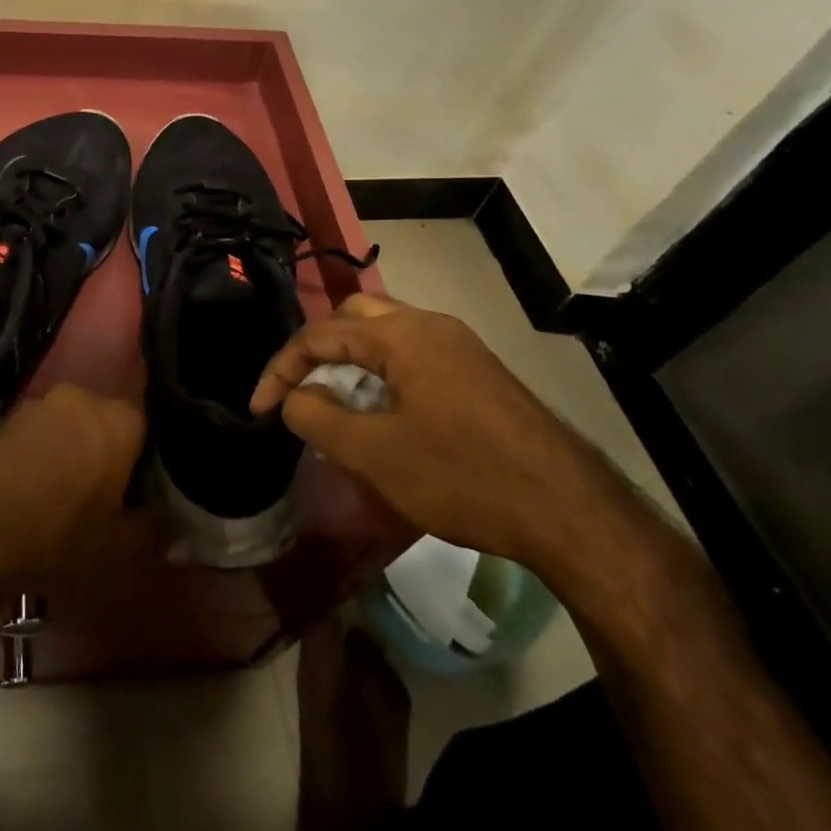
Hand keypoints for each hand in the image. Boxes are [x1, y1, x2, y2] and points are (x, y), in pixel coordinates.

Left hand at [0, 383, 145, 583]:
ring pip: (68, 427)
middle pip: (105, 423)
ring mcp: (40, 403)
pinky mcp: (4, 416)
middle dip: (105, 452)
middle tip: (104, 494)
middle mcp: (84, 397)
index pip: (147, 424)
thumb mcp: (118, 550)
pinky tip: (30, 492)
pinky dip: (38, 457)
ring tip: (62, 497)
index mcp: (121, 420)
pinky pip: (35, 436)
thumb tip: (177, 529)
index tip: (143, 486)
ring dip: (69, 453)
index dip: (146, 457)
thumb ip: (153, 533)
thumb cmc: (60, 534)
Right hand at [250, 293, 608, 567]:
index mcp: (400, 334)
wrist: (571, 512)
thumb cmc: (463, 476)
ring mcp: (460, 346)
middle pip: (353, 318)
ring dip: (352, 362)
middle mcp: (429, 325)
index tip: (259, 409)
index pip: (320, 335)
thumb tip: (293, 398)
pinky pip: (414, 356)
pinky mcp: (479, 372)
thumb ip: (318, 419)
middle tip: (302, 392)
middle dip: (318, 351)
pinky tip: (387, 415)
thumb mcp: (376, 454)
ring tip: (338, 406)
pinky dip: (384, 373)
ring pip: (386, 335)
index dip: (281, 369)